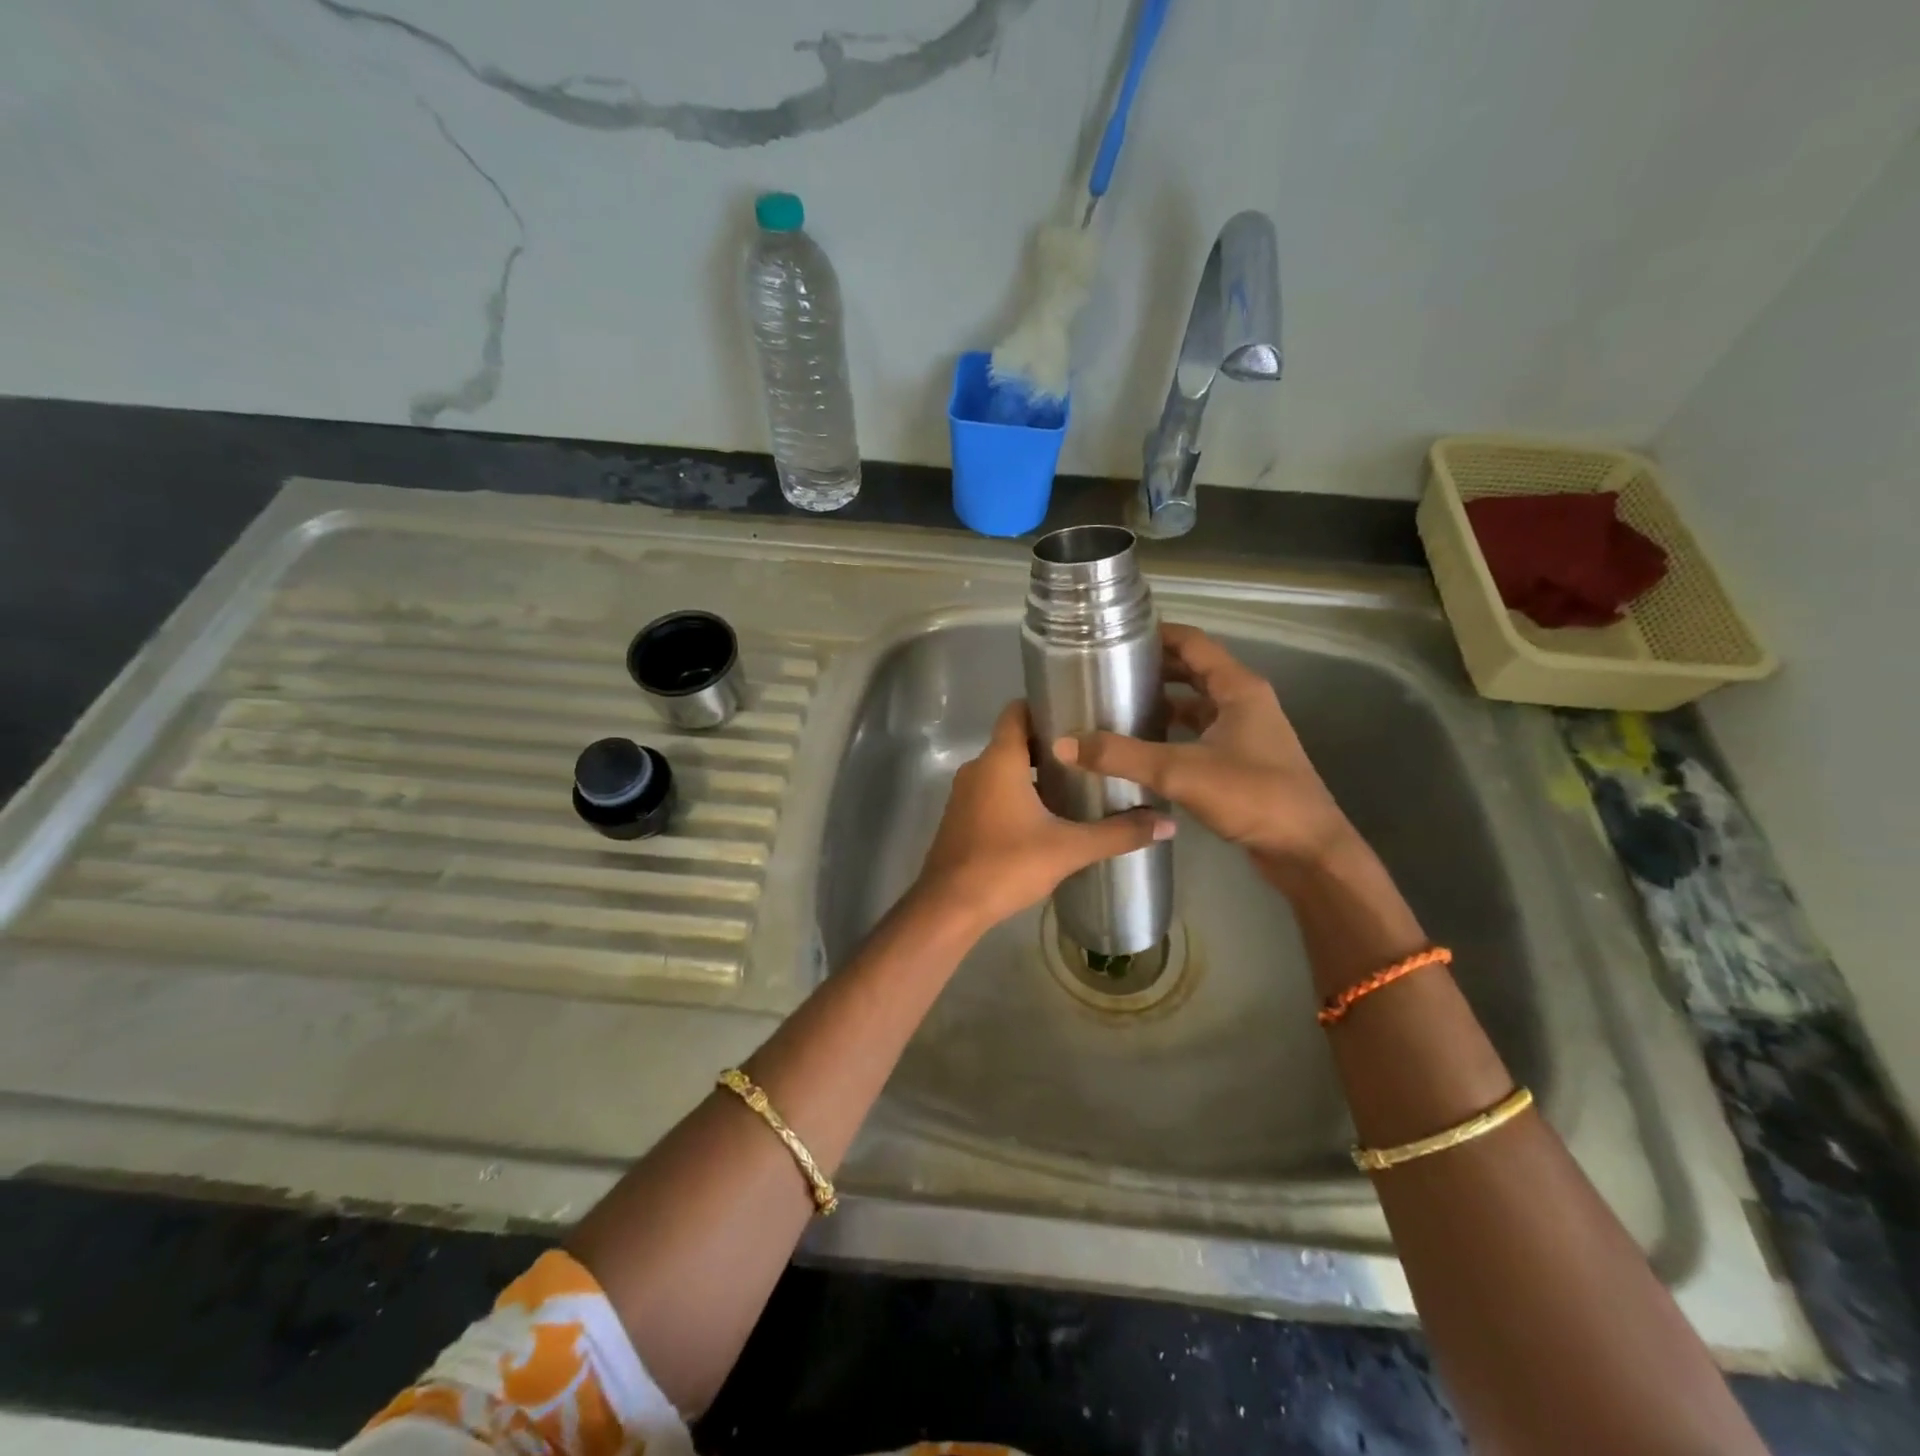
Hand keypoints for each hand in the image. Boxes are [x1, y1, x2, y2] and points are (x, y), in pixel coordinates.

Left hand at [913, 701, 1174, 936]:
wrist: (950, 907)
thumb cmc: (1007, 865)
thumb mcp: (1069, 849)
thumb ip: (1118, 833)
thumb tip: (1168, 824)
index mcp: (999, 760)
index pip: (1017, 711)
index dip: (1045, 705)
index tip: (1079, 710)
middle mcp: (977, 768)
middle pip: (1015, 740)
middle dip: (1050, 743)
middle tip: (1091, 751)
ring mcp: (965, 794)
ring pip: (1003, 768)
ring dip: (1035, 771)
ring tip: (1076, 782)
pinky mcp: (961, 817)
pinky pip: (992, 791)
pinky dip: (1017, 792)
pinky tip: (1046, 815)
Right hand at [1054, 623, 1352, 877]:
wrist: (1307, 850)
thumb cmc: (1252, 797)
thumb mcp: (1180, 771)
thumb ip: (1121, 756)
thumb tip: (1063, 742)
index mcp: (1238, 688)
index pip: (1193, 642)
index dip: (1156, 634)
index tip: (1115, 635)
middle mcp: (1245, 702)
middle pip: (1194, 671)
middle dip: (1154, 668)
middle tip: (1108, 671)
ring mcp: (1247, 732)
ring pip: (1197, 705)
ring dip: (1163, 702)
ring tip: (1118, 705)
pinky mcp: (1243, 761)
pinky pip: (1201, 733)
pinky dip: (1174, 732)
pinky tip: (1143, 747)